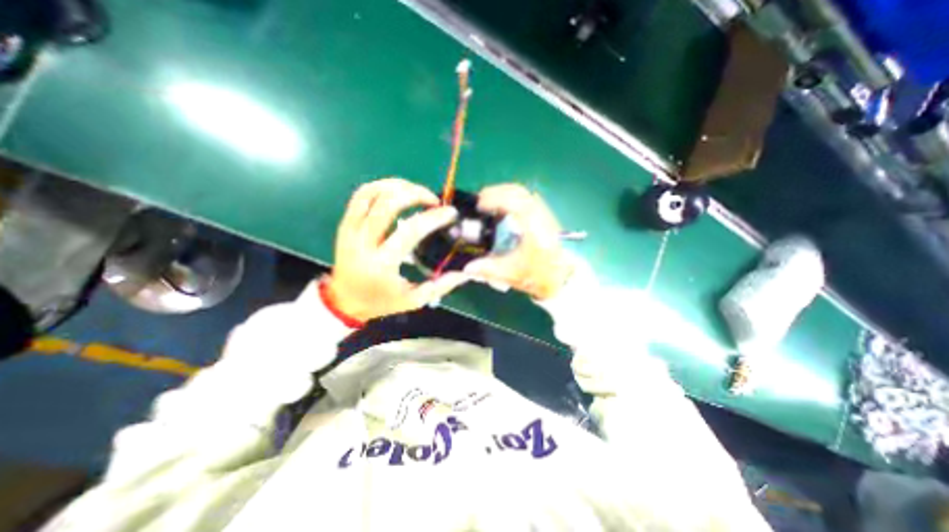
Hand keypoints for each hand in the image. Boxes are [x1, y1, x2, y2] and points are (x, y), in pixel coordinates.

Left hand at [327, 179, 469, 322]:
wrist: (344, 301)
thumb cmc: (381, 301)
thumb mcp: (414, 300)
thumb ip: (441, 285)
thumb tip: (465, 272)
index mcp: (382, 264)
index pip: (411, 231)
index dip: (433, 218)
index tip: (450, 213)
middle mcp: (363, 243)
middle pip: (388, 204)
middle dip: (416, 194)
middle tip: (433, 200)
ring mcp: (350, 231)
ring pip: (371, 194)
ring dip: (398, 186)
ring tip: (417, 191)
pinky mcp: (345, 224)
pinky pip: (360, 196)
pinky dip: (380, 186)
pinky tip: (397, 191)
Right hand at [466, 182, 570, 298]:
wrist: (563, 279)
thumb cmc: (540, 275)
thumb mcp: (512, 273)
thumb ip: (488, 269)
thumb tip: (467, 267)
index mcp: (532, 226)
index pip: (513, 200)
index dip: (493, 198)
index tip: (478, 205)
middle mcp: (540, 215)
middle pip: (517, 191)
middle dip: (496, 192)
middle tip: (480, 201)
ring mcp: (544, 214)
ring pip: (523, 194)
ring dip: (504, 194)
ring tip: (489, 203)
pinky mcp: (544, 217)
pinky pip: (527, 200)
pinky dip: (513, 199)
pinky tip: (504, 209)